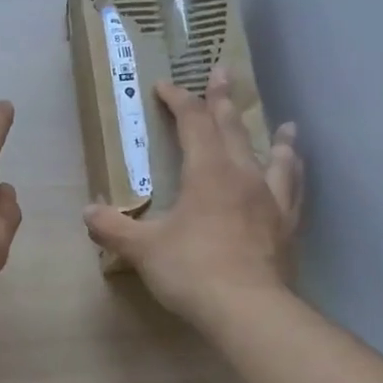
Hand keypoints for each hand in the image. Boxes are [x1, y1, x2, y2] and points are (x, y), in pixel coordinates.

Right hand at [84, 69, 303, 322]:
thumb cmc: (191, 269)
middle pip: (233, 128)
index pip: (193, 123)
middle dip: (222, 100)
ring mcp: (271, 200)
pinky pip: (294, 191)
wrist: (248, 309)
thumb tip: (87, 213)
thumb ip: (113, 228)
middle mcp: (243, 175)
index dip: (179, 100)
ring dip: (275, 138)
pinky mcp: (287, 226)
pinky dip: (294, 176)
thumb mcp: (142, 249)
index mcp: (208, 172)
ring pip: (275, 157)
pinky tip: (295, 176)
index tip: (165, 85)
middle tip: (223, 72)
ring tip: (285, 126)